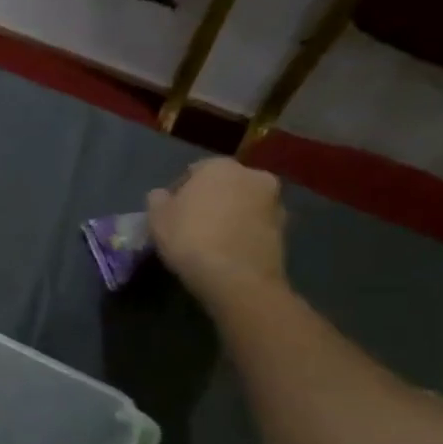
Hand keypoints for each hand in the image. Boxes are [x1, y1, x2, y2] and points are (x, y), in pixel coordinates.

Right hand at [147, 158, 287, 302]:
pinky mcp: (286, 229)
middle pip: (224, 185)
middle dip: (211, 199)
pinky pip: (255, 225)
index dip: (179, 191)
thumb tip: (164, 196)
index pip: (194, 171)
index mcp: (220, 166)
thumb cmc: (190, 238)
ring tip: (211, 239)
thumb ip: (158, 199)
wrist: (236, 278)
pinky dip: (243, 232)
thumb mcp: (156, 217)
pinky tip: (227, 251)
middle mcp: (253, 176)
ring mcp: (274, 202)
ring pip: (243, 204)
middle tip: (192, 223)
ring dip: (230, 215)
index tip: (170, 212)